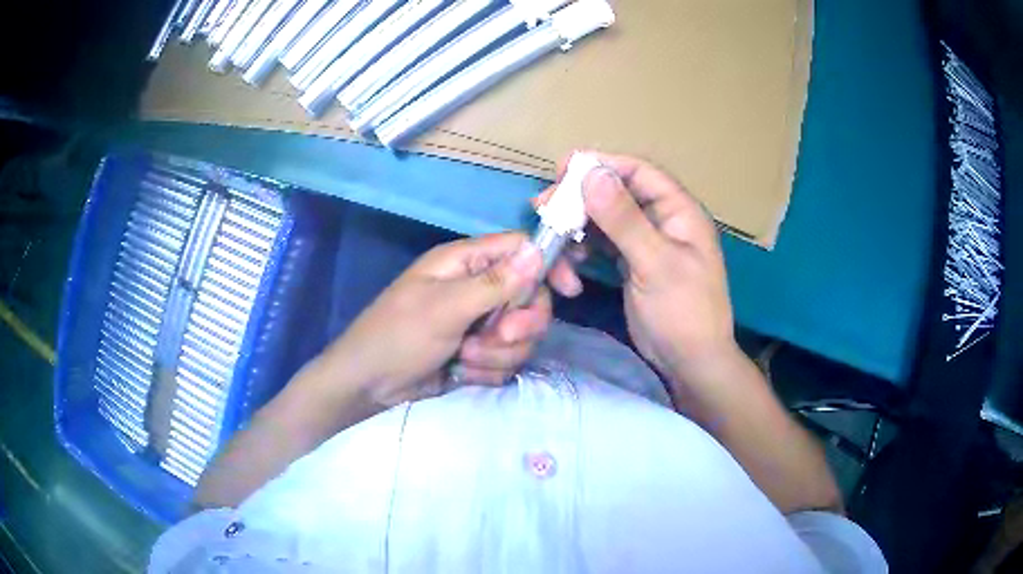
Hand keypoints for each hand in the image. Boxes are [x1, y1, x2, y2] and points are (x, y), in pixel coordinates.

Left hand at [325, 232, 580, 407]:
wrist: (370, 385)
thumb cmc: (398, 335)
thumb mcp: (445, 307)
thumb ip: (494, 283)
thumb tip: (537, 251)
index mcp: (466, 263)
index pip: (521, 250)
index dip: (549, 266)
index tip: (571, 290)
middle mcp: (478, 288)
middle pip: (531, 298)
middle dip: (518, 324)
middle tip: (497, 336)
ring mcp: (479, 323)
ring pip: (522, 335)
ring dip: (497, 353)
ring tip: (465, 357)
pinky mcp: (480, 353)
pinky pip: (507, 360)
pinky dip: (488, 370)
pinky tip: (462, 372)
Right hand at [552, 152, 737, 390]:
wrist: (690, 362)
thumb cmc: (683, 312)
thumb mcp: (655, 263)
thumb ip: (624, 219)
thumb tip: (592, 175)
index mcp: (678, 211)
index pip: (638, 172)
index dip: (602, 165)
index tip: (563, 170)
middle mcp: (662, 220)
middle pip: (616, 193)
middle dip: (580, 198)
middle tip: (544, 206)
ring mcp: (646, 242)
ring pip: (605, 219)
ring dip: (577, 226)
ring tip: (552, 238)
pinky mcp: (633, 263)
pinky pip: (603, 244)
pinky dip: (584, 248)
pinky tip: (570, 260)